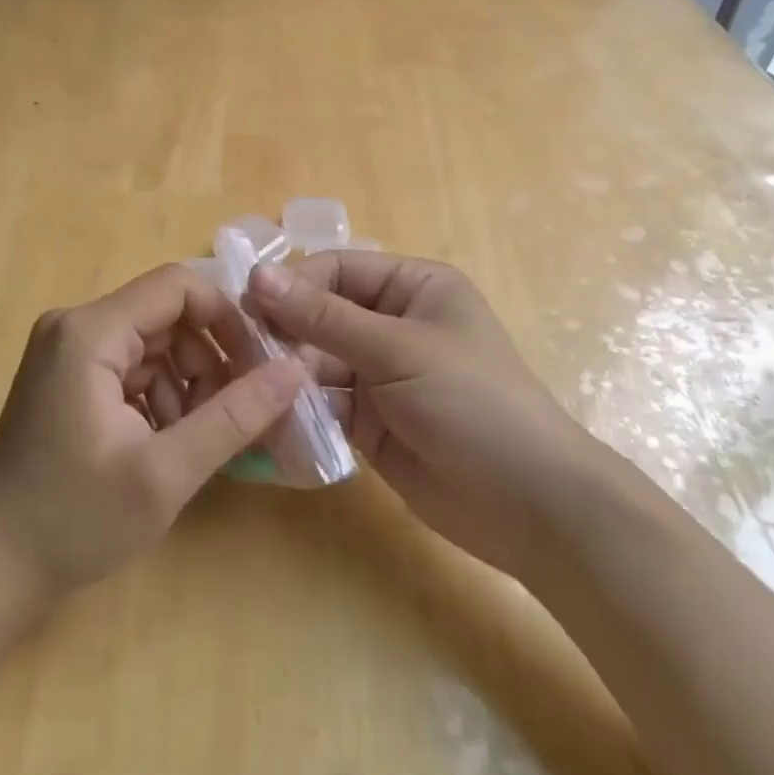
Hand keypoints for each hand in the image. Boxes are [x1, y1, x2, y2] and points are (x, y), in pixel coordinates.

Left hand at [0, 264, 305, 599]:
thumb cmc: (74, 520)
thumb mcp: (166, 472)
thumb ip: (234, 417)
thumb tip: (296, 371)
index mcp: (90, 331)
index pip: (179, 287)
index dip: (227, 319)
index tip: (260, 367)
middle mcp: (76, 326)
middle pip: (168, 317)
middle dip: (210, 361)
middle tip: (239, 414)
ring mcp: (69, 353)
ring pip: (156, 345)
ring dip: (189, 385)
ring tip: (200, 440)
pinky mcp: (70, 379)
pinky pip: (134, 368)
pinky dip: (163, 398)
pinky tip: (168, 444)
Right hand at [247, 253, 582, 574]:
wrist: (528, 505)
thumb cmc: (471, 402)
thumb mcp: (397, 350)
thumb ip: (324, 317)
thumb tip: (257, 276)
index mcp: (414, 286)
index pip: (338, 269)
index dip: (294, 285)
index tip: (249, 311)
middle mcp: (395, 322)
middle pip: (322, 314)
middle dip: (286, 333)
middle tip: (245, 358)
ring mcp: (381, 373)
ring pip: (317, 360)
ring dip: (288, 373)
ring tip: (253, 390)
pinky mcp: (370, 420)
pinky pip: (324, 402)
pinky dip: (300, 409)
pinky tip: (272, 419)